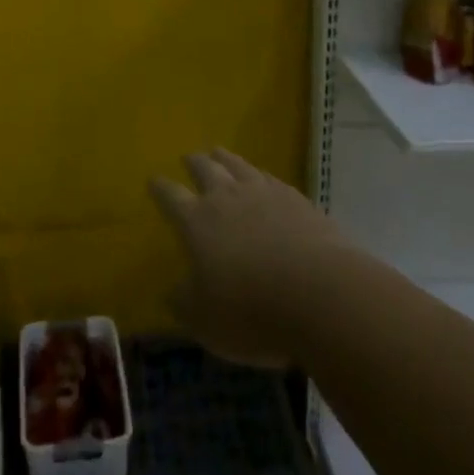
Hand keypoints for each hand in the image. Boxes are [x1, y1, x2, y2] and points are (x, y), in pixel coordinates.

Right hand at [150, 149, 348, 366]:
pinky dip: (259, 175)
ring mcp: (264, 194)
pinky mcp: (296, 199)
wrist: (320, 294)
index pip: (171, 197)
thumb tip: (172, 292)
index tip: (153, 180)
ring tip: (219, 152)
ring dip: (225, 158)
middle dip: (193, 162)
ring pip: (238, 165)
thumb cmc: (251, 312)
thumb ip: (185, 303)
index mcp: (197, 221)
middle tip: (188, 157)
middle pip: (205, 169)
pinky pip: (270, 178)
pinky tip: (262, 179)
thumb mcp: (206, 321)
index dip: (160, 188)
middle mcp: (227, 197)